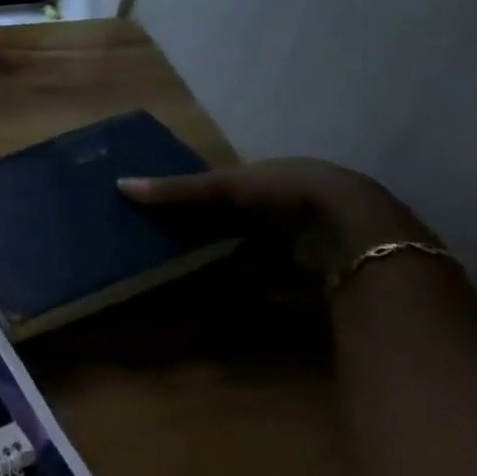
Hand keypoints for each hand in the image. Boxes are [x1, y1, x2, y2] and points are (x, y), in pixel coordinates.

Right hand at [118, 158, 434, 278]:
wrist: (357, 234)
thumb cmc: (288, 196)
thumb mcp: (227, 187)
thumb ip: (179, 191)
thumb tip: (119, 184)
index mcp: (280, 176)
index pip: (235, 186)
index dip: (205, 197)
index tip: (172, 212)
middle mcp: (300, 205)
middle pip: (249, 221)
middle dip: (219, 232)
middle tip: (177, 245)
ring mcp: (315, 242)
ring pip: (265, 252)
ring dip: (237, 263)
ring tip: (196, 276)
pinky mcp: (322, 275)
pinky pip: (280, 282)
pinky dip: (256, 290)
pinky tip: (232, 299)